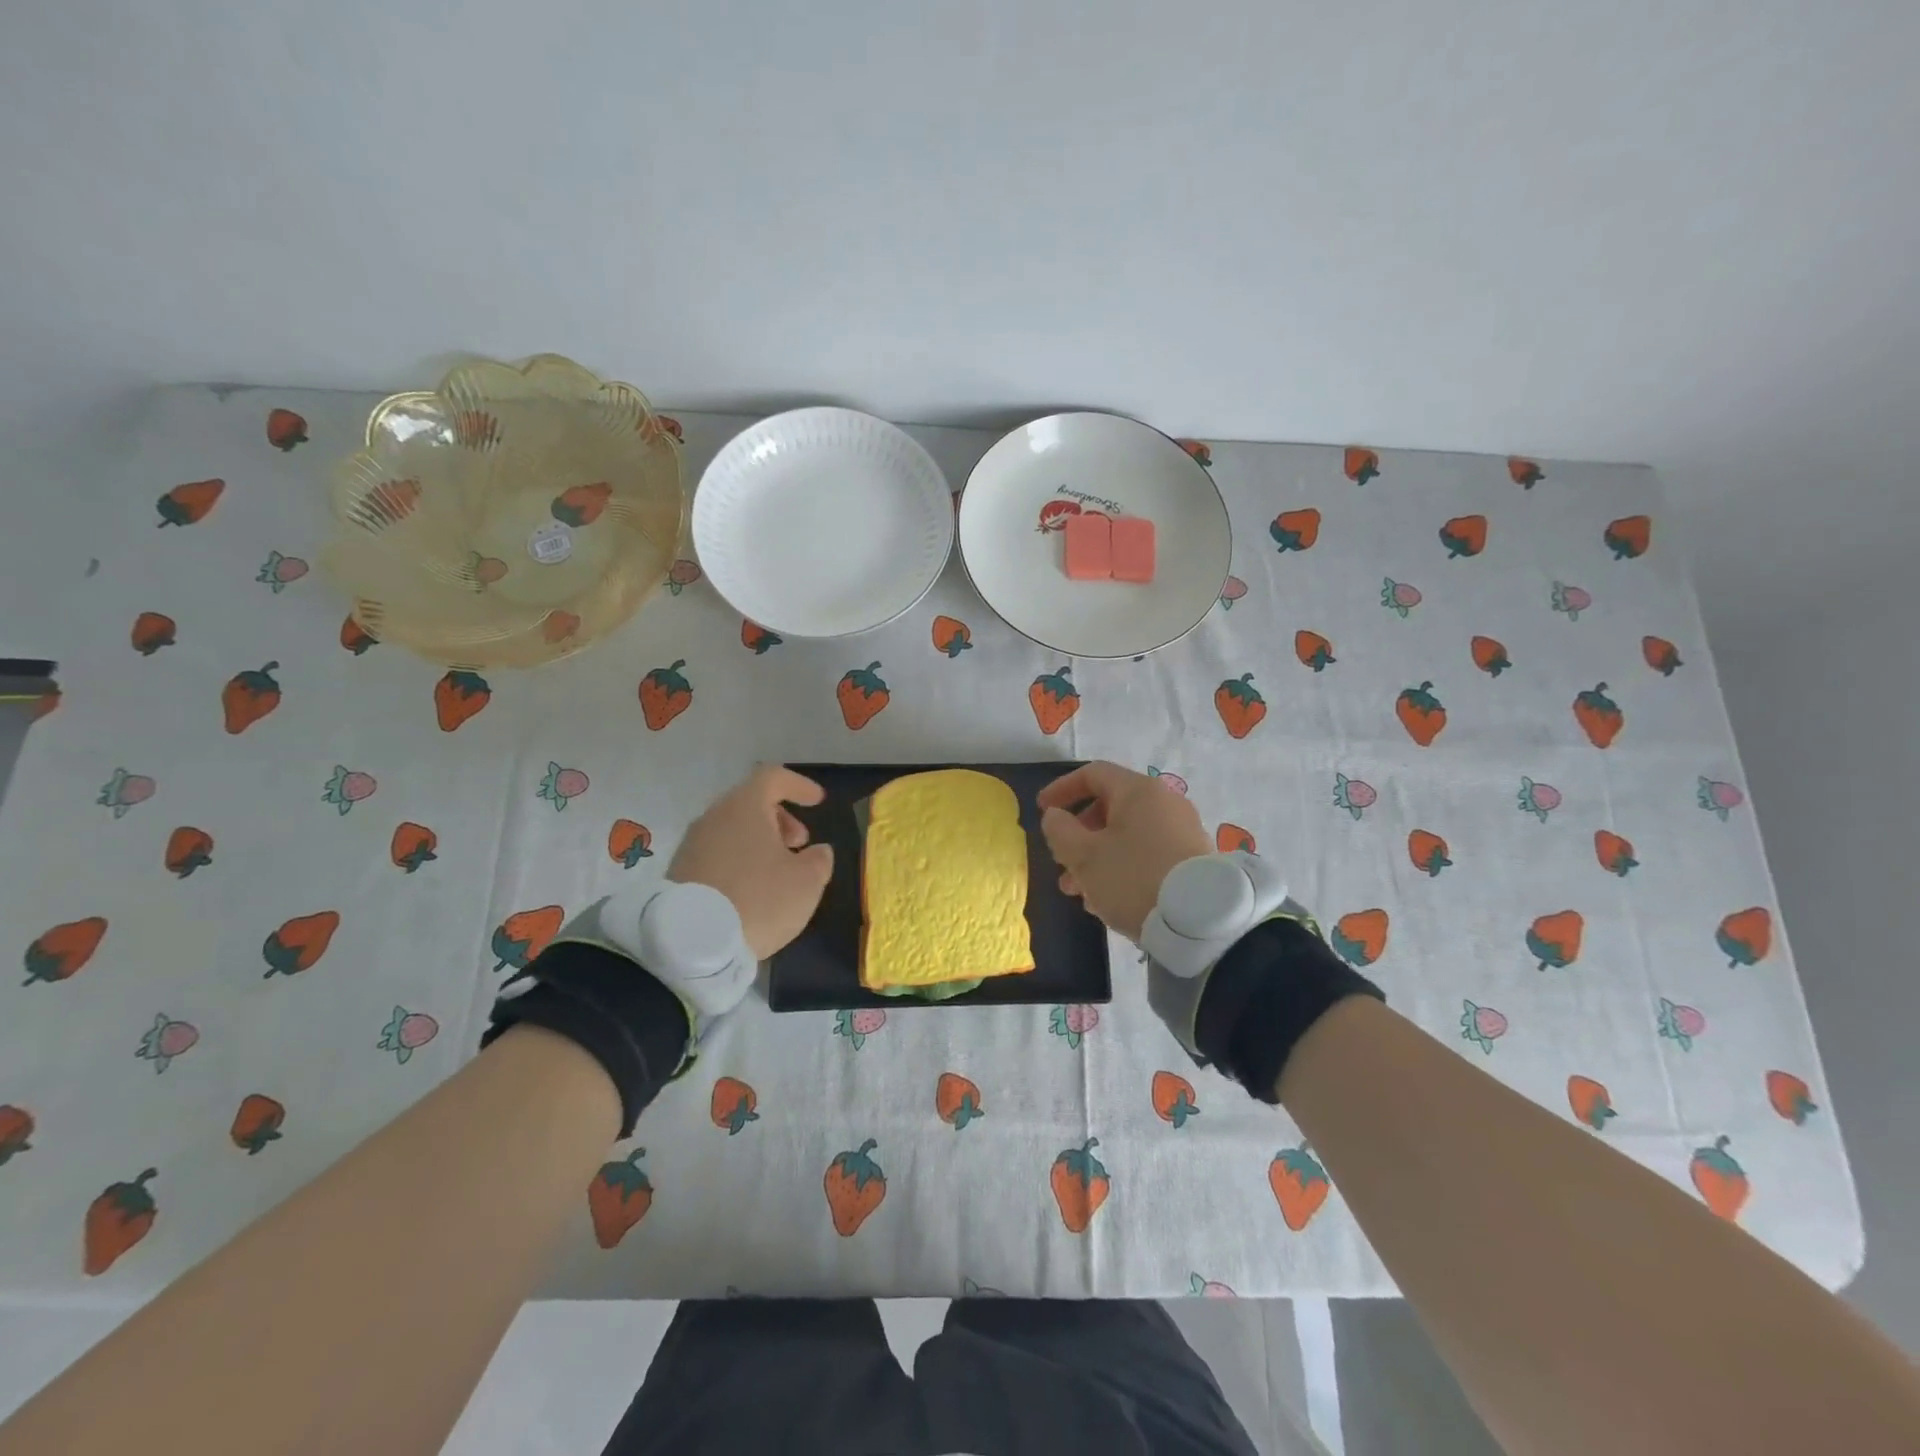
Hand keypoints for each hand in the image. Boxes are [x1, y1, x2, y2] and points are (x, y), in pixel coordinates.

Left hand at [669, 765, 834, 958]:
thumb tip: (817, 852)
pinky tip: (751, 888)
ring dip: (759, 841)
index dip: (799, 786)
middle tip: (799, 843)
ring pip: (732, 828)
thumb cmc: (759, 900)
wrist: (691, 943)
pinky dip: (738, 859)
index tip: (817, 802)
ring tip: (778, 870)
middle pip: (750, 802)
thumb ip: (819, 860)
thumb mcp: (807, 882)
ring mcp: (692, 844)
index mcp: (745, 807)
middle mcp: (714, 817)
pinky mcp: (679, 872)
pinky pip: (716, 852)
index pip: (773, 777)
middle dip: (780, 818)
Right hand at [1037, 761, 1210, 941]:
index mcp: (1138, 791)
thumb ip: (1060, 830)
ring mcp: (1182, 831)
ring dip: (1096, 857)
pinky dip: (1121, 867)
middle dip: (1079, 834)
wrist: (1199, 921)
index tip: (1042, 810)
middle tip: (1061, 861)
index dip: (1062, 789)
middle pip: (1110, 807)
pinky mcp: (1192, 860)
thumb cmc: (1133, 877)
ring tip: (1078, 892)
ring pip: (1127, 835)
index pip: (1093, 774)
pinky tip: (1107, 900)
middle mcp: (1164, 802)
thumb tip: (1055, 816)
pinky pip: (1146, 853)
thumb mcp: (1084, 856)